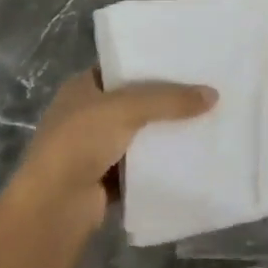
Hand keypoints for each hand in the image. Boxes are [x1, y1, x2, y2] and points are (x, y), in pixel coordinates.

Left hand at [4, 69, 216, 242]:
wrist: (55, 205)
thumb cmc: (80, 142)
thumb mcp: (126, 109)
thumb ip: (169, 100)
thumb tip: (213, 94)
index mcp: (81, 88)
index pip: (120, 68)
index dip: (150, 64)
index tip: (185, 63)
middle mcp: (86, 115)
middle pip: (134, 102)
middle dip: (165, 100)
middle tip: (204, 92)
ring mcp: (95, 149)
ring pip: (140, 135)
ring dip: (165, 133)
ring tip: (205, 121)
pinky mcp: (106, 179)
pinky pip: (141, 166)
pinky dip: (160, 164)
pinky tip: (191, 157)